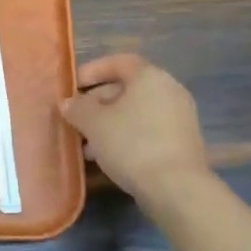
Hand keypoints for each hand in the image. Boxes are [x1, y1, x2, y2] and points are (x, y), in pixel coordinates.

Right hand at [62, 53, 207, 203]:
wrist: (176, 188)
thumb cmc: (131, 144)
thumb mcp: (94, 124)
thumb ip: (77, 108)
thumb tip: (67, 102)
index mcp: (150, 77)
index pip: (118, 62)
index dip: (92, 71)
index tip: (72, 87)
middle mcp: (169, 90)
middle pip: (127, 88)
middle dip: (97, 103)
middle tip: (75, 119)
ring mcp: (179, 117)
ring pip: (135, 112)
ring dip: (109, 123)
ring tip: (86, 145)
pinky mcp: (182, 142)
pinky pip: (148, 129)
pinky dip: (126, 136)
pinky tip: (108, 157)